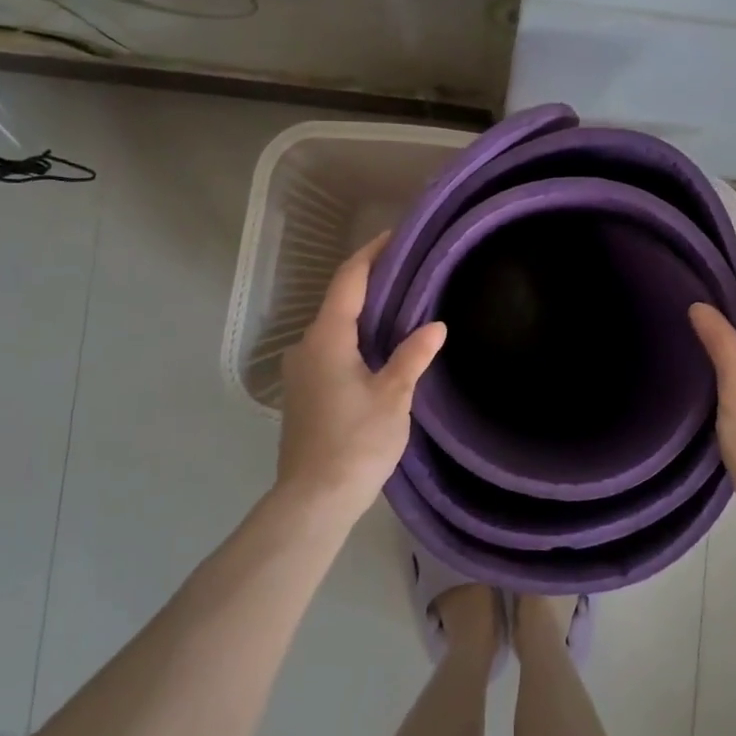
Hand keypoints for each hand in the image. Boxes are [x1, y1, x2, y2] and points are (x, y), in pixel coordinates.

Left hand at [276, 234, 447, 520]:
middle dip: (371, 283)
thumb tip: (435, 325)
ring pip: (334, 328)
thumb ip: (413, 356)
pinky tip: (378, 349)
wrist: (313, 499)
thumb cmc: (356, 442)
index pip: (348, 280)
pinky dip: (354, 338)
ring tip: (400, 307)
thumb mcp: (393, 396)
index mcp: (327, 338)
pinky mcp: (303, 392)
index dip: (370, 254)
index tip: (394, 236)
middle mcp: (306, 346)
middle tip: (408, 272)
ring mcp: (300, 370)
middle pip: (339, 301)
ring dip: (363, 313)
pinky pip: (330, 349)